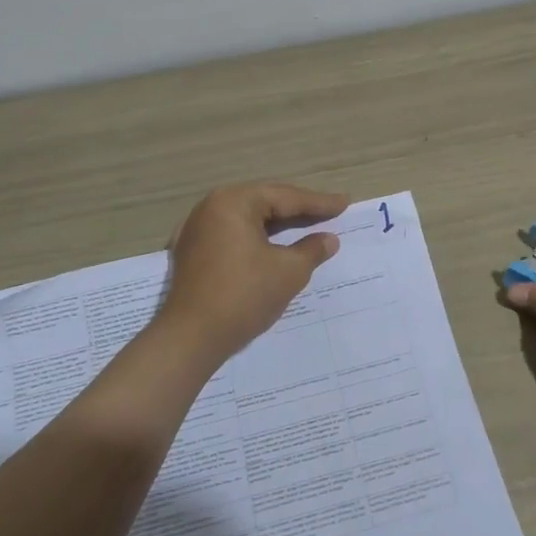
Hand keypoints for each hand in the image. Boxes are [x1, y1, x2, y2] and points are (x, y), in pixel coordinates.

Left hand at [157, 182, 348, 366]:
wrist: (190, 338)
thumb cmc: (244, 296)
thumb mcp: (289, 272)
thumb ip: (312, 250)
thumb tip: (329, 239)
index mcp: (234, 202)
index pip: (285, 197)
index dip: (319, 202)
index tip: (344, 203)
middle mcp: (211, 207)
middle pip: (264, 203)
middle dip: (297, 210)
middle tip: (329, 212)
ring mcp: (197, 230)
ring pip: (247, 220)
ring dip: (276, 226)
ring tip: (306, 227)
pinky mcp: (191, 253)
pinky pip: (231, 236)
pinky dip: (255, 239)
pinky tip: (272, 247)